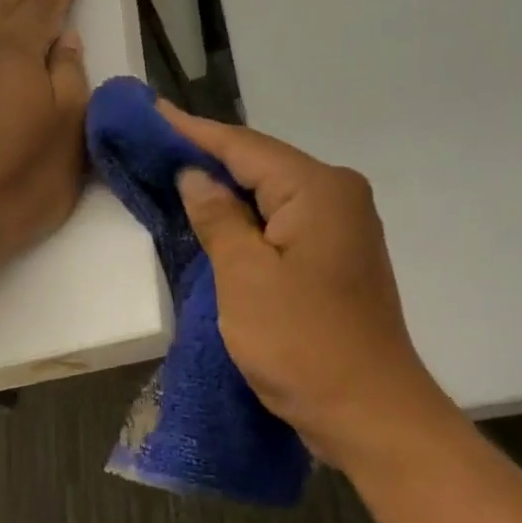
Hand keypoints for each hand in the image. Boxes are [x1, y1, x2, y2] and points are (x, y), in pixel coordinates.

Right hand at [158, 100, 459, 468]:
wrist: (368, 412)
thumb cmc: (301, 342)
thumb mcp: (244, 277)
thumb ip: (218, 219)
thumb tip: (197, 177)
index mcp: (318, 190)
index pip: (244, 147)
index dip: (195, 131)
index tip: (153, 110)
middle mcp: (338, 197)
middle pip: (262, 166)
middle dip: (209, 157)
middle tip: (155, 145)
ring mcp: (342, 231)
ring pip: (272, 197)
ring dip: (227, 191)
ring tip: (176, 175)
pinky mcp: (335, 261)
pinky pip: (282, 225)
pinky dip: (247, 222)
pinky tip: (217, 222)